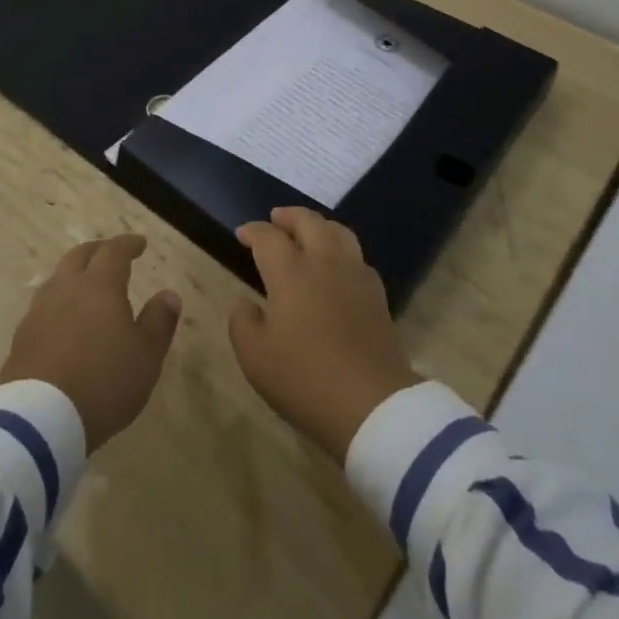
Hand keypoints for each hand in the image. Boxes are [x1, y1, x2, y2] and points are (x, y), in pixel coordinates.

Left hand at [0, 234, 181, 450]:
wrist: (38, 422)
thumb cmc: (102, 383)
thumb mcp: (146, 356)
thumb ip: (159, 322)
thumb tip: (169, 294)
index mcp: (99, 286)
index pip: (114, 252)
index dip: (128, 244)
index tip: (140, 243)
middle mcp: (66, 289)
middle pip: (79, 256)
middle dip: (98, 250)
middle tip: (111, 254)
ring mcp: (38, 313)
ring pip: (57, 279)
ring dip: (74, 275)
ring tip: (86, 286)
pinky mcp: (20, 340)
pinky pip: (43, 308)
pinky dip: (59, 304)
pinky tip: (64, 321)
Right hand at [228, 207, 422, 461]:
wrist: (371, 402)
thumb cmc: (304, 379)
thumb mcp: (255, 358)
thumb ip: (242, 323)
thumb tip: (244, 302)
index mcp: (290, 271)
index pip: (268, 237)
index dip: (253, 231)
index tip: (242, 233)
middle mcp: (324, 261)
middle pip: (307, 221)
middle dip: (288, 216)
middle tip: (275, 219)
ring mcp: (354, 273)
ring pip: (337, 230)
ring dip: (318, 225)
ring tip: (307, 232)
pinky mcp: (376, 292)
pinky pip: (356, 255)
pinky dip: (340, 249)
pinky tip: (336, 266)